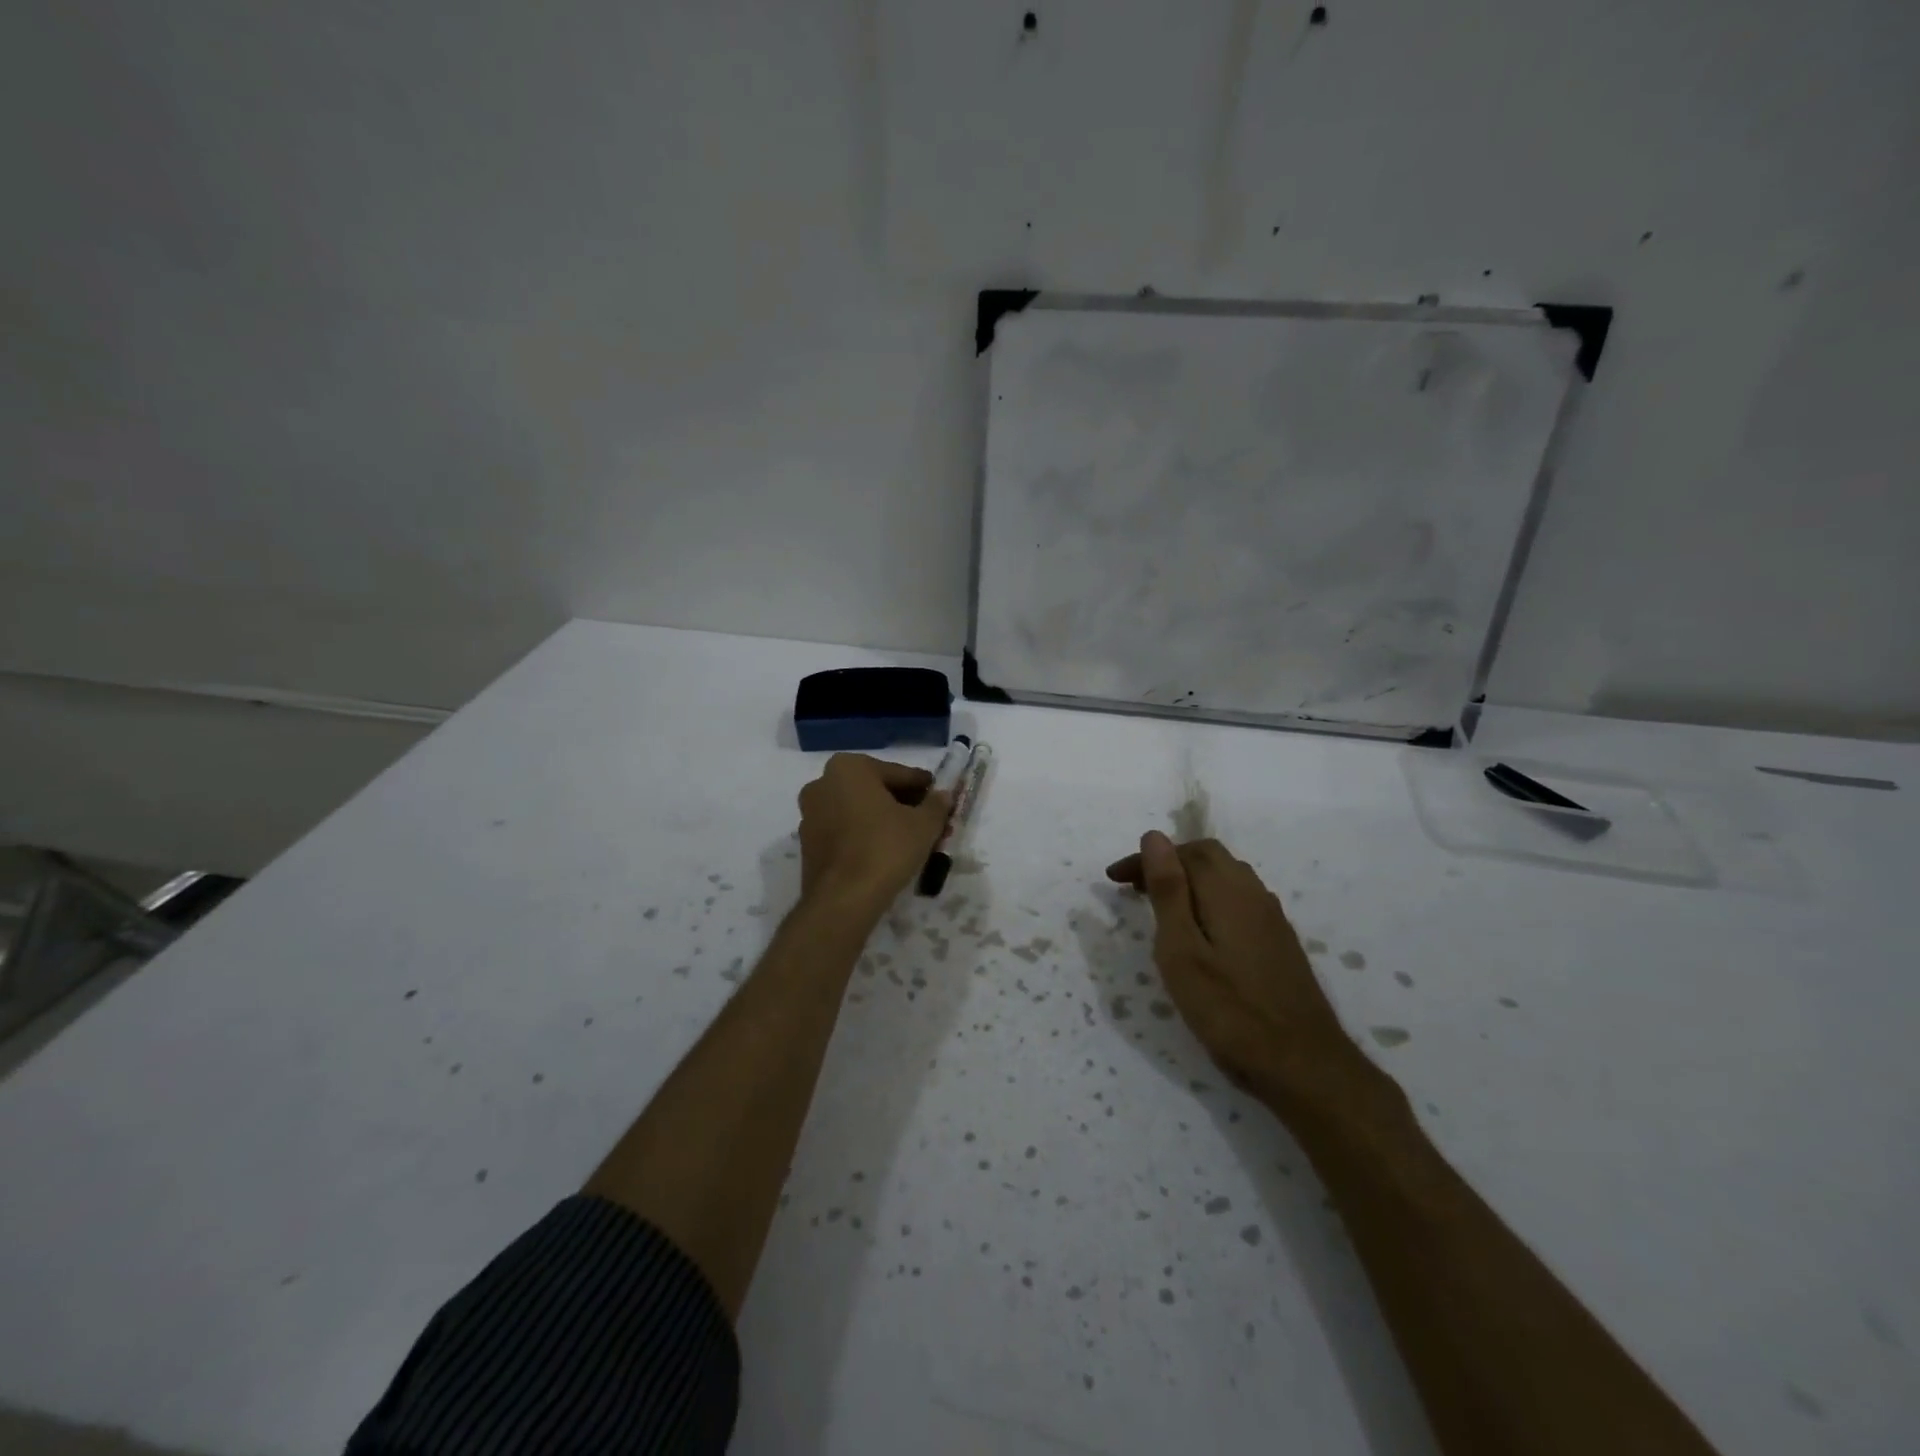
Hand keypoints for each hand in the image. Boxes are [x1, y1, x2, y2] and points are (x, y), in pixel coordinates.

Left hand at [797, 753, 952, 908]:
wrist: (843, 899)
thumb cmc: (885, 849)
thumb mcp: (924, 825)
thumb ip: (936, 804)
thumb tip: (943, 795)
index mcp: (849, 767)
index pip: (898, 773)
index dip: (923, 787)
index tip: (940, 798)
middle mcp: (823, 783)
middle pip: (875, 790)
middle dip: (903, 804)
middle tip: (929, 821)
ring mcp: (810, 813)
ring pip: (859, 810)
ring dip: (884, 820)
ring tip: (911, 839)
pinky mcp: (808, 842)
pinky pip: (845, 830)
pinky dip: (865, 835)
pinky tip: (886, 852)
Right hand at [1107, 832, 1371, 1107]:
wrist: (1303, 1065)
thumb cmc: (1230, 1010)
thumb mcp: (1182, 951)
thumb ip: (1169, 891)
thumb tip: (1154, 837)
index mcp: (1227, 891)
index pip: (1184, 852)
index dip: (1147, 857)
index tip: (1114, 879)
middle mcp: (1253, 894)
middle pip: (1209, 857)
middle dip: (1168, 863)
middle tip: (1134, 888)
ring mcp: (1271, 919)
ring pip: (1227, 878)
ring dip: (1190, 880)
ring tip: (1160, 906)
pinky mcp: (1279, 942)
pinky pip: (1240, 900)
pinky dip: (1210, 899)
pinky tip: (1200, 931)